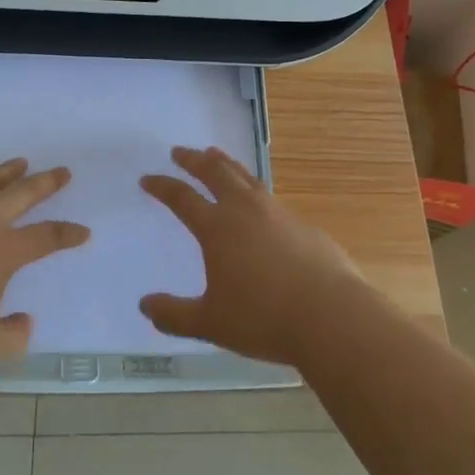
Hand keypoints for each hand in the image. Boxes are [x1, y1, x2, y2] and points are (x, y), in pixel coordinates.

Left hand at [0, 159, 87, 371]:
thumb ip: (12, 338)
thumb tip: (26, 323)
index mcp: (2, 251)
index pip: (45, 237)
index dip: (67, 234)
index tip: (83, 232)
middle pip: (21, 194)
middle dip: (45, 183)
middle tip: (62, 171)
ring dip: (6, 172)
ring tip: (20, 162)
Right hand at [138, 146, 367, 364]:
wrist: (331, 315)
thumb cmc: (263, 318)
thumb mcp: (211, 323)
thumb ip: (174, 314)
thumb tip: (144, 305)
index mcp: (217, 228)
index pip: (182, 198)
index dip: (162, 186)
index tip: (148, 178)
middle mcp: (245, 210)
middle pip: (215, 172)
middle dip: (194, 160)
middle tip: (180, 151)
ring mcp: (277, 212)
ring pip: (245, 176)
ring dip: (226, 163)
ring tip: (215, 155)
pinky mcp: (302, 224)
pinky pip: (269, 196)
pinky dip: (253, 188)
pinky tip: (257, 201)